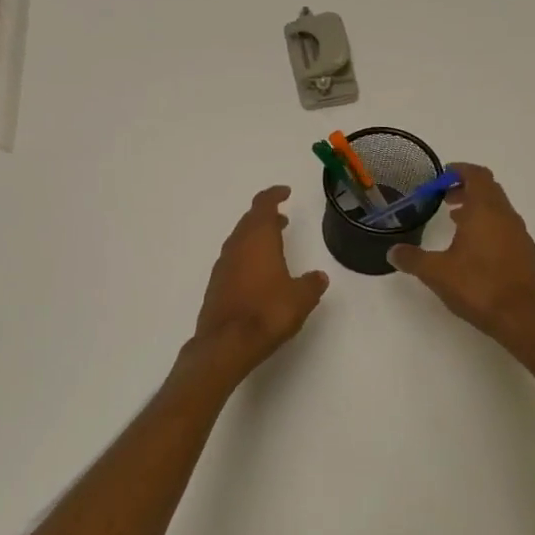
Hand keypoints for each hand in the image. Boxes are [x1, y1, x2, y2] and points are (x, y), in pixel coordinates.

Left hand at [190, 186, 329, 379]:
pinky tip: (257, 273)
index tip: (285, 192)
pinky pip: (233, 259)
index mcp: (258, 239)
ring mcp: (223, 265)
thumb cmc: (267, 313)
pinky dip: (246, 256)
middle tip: (282, 219)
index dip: (274, 195)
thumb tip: (318, 277)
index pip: (263, 205)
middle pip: (249, 221)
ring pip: (239, 240)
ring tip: (273, 245)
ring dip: (255, 237)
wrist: (226, 343)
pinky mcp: (216, 284)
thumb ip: (311, 284)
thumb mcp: (300, 298)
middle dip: (265, 217)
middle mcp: (237, 246)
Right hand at [388, 163, 534, 349]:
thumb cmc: (478, 286)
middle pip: (489, 189)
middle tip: (443, 198)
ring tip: (454, 222)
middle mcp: (506, 217)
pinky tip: (472, 248)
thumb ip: (412, 259)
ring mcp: (519, 235)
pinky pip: (504, 228)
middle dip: (465, 189)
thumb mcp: (436, 272)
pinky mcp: (525, 254)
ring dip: (477, 208)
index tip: (442, 175)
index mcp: (485, 211)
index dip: (459, 170)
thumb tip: (392, 252)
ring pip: (498, 209)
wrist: (523, 318)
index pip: (477, 175)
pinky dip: (487, 226)